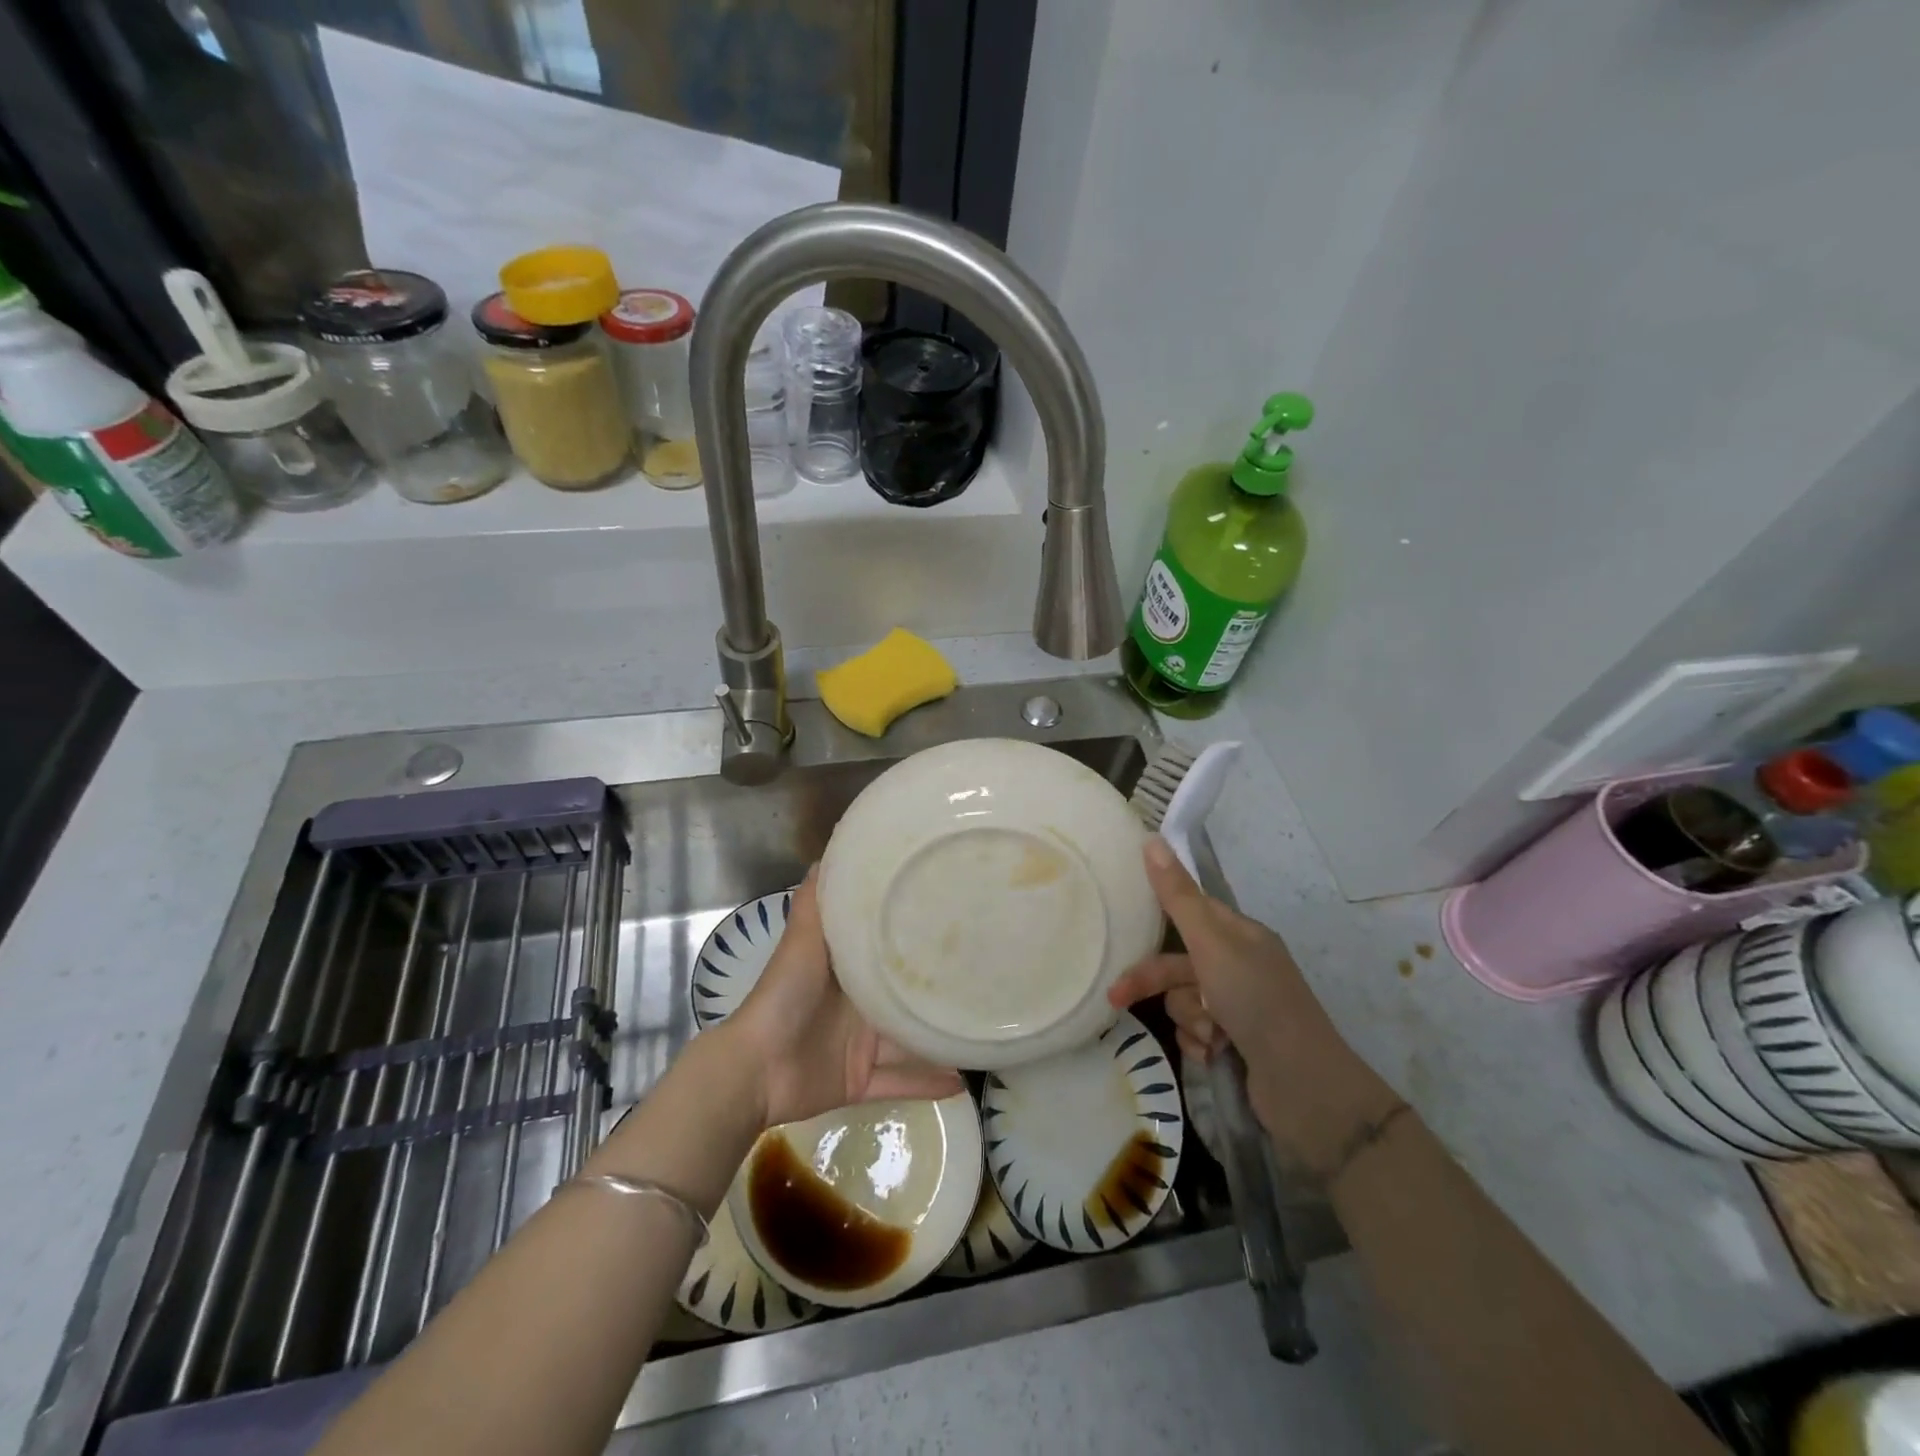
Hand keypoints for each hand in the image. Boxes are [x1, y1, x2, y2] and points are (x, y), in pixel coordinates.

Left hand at [724, 866, 963, 1127]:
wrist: (756, 1067)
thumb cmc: (784, 995)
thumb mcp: (803, 940)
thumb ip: (817, 901)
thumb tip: (831, 851)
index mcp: (847, 970)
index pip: (887, 948)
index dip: (915, 934)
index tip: (952, 916)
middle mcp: (858, 1004)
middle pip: (904, 995)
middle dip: (936, 989)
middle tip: (984, 976)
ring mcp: (861, 1044)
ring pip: (910, 1040)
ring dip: (939, 1039)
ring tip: (983, 1029)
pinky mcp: (861, 1080)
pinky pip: (901, 1082)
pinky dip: (929, 1083)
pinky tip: (965, 1082)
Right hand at [1108, 839, 1400, 1177]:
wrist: (1303, 1086)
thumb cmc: (1256, 1001)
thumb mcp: (1211, 943)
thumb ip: (1177, 896)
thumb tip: (1150, 838)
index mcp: (1241, 935)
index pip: (1190, 913)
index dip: (1159, 918)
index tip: (1125, 925)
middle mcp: (1240, 966)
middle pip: (1179, 963)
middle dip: (1154, 982)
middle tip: (1117, 997)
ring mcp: (1240, 1007)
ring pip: (1185, 1001)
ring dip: (1190, 1019)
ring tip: (1211, 1035)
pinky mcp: (1237, 1043)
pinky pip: (1196, 1033)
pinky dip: (1201, 1044)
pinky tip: (1216, 1054)